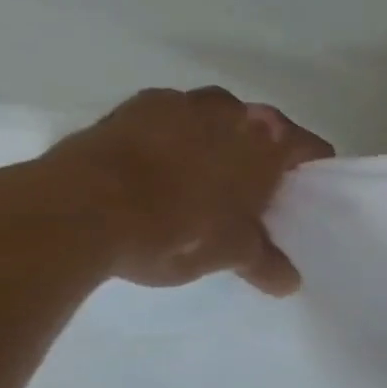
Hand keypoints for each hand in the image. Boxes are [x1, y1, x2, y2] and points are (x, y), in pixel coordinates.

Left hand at [38, 87, 333, 295]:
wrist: (74, 213)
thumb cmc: (179, 229)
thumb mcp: (233, 254)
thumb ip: (266, 263)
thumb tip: (288, 283)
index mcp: (272, 138)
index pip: (312, 150)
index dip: (310, 175)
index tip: (299, 198)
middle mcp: (233, 110)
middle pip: (262, 130)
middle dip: (258, 156)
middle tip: (249, 194)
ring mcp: (178, 103)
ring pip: (212, 121)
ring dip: (211, 143)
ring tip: (197, 181)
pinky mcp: (125, 108)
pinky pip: (162, 123)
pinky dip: (165, 141)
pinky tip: (153, 173)